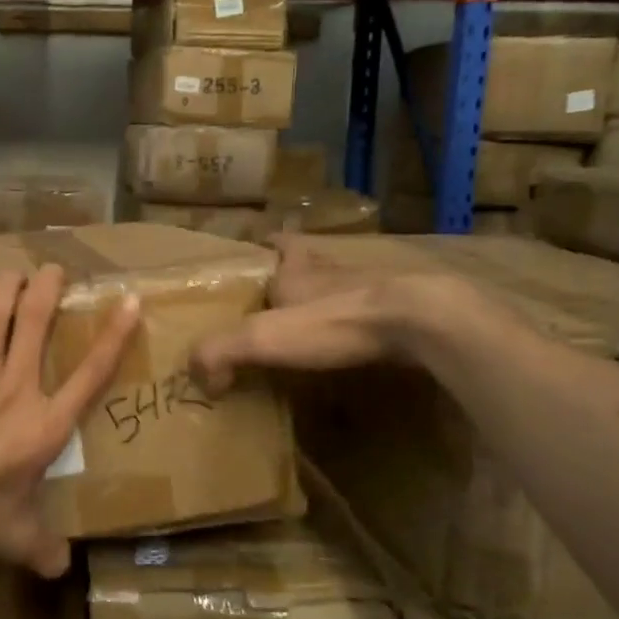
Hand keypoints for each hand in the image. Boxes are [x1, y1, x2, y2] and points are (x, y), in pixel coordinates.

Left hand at [0, 264, 139, 576]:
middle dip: (48, 289)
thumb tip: (62, 568)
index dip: (114, 337)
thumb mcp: (13, 537)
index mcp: (45, 425)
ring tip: (16, 270)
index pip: (90, 374)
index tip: (129, 301)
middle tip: (56, 267)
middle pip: (36, 323)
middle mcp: (16, 389)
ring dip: (8, 287)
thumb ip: (42, 548)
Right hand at [189, 238, 475, 393]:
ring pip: (343, 288)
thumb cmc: (334, 320)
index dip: (270, 241)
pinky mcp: (402, 315)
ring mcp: (372, 291)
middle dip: (296, 274)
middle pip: (312, 263)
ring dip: (328, 301)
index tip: (259, 245)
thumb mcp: (262, 336)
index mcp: (299, 268)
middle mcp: (334, 271)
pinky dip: (358, 327)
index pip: (282, 242)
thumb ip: (221, 352)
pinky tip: (352, 349)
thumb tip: (199, 377)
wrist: (419, 322)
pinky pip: (372, 316)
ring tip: (311, 326)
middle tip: (277, 297)